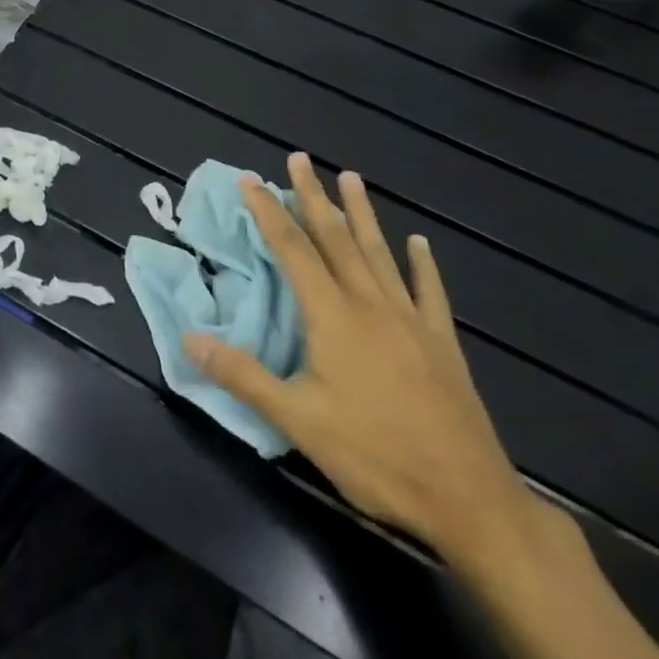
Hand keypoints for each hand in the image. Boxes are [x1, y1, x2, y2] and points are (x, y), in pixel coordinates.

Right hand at [185, 153, 538, 569]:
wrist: (469, 499)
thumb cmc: (375, 456)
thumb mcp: (297, 420)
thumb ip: (243, 375)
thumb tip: (189, 340)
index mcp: (332, 316)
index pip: (293, 250)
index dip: (269, 212)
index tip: (251, 180)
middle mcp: (370, 304)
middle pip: (336, 238)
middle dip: (313, 196)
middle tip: (300, 158)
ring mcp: (411, 320)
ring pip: (379, 253)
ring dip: (362, 213)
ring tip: (351, 177)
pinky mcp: (442, 343)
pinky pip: (429, 291)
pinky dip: (421, 264)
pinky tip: (419, 243)